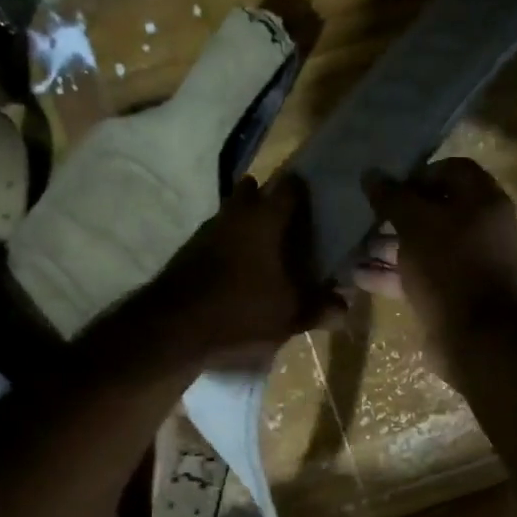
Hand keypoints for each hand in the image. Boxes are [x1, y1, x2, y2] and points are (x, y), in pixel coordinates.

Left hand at [145, 175, 342, 364]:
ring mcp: (206, 230)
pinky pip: (217, 237)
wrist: (172, 329)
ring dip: (247, 224)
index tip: (318, 204)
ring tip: (265, 251)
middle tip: (290, 225)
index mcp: (265, 219)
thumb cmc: (241, 313)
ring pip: (232, 213)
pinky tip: (238, 272)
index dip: (305, 192)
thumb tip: (345, 306)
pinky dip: (229, 246)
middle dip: (270, 201)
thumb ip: (320, 308)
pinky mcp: (188, 251)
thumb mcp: (290, 316)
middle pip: (254, 191)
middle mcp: (235, 214)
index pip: (290, 187)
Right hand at [356, 157, 516, 359]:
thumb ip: (392, 197)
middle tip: (364, 216)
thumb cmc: (448, 265)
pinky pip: (418, 275)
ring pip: (422, 246)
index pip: (452, 170)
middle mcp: (479, 229)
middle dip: (396, 214)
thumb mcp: (415, 224)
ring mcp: (465, 264)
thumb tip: (370, 174)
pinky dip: (391, 274)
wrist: (475, 335)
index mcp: (483, 201)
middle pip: (434, 211)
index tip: (388, 185)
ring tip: (352, 246)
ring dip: (387, 246)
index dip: (418, 174)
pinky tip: (357, 276)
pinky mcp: (450, 294)